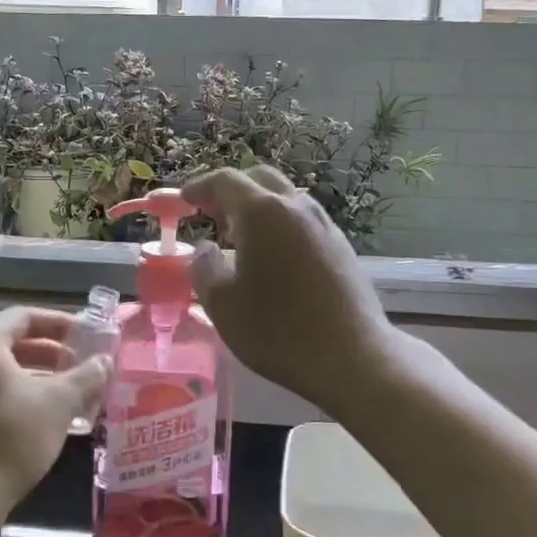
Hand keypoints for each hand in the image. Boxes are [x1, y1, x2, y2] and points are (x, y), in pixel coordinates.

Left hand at [0, 306, 111, 526]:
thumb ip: (86, 375)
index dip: (62, 323)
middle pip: (15, 341)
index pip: (26, 316)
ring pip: (7, 370)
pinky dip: (25, 395)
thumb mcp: (58, 403)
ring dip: (43, 376)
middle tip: (87, 364)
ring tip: (76, 391)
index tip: (91, 336)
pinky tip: (51, 416)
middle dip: (55, 351)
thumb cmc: (10, 438)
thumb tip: (105, 360)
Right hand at [182, 167, 397, 412]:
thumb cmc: (277, 330)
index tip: (184, 200)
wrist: (352, 357)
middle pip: (260, 180)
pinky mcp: (342, 247)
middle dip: (232, 191)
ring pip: (285, 199)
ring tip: (240, 237)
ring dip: (259, 208)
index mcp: (262, 212)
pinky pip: (302, 221)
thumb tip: (205, 249)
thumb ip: (203, 268)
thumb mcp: (221, 304)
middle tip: (211, 213)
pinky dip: (280, 226)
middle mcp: (296, 207)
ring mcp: (324, 225)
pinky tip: (273, 257)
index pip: (225, 181)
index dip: (200, 187)